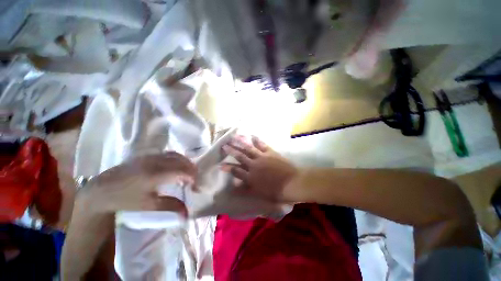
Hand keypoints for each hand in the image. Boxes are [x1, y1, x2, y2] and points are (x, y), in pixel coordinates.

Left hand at [82, 152, 196, 215]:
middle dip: (192, 170)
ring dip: (186, 163)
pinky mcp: (148, 155)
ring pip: (176, 155)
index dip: (192, 177)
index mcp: (154, 175)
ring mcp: (151, 156)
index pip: (182, 171)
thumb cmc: (124, 200)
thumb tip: (187, 214)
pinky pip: (169, 154)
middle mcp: (155, 162)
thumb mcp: (148, 205)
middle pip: (182, 161)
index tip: (195, 187)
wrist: (101, 190)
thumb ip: (170, 206)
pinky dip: (178, 159)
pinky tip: (177, 167)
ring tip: (188, 173)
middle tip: (194, 180)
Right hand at [221, 136, 299, 202]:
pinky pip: (262, 145)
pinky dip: (257, 140)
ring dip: (240, 143)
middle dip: (231, 151)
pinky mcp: (270, 152)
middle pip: (240, 156)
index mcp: (251, 177)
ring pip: (249, 148)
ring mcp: (262, 157)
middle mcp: (254, 165)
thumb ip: (245, 189)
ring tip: (233, 137)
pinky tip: (252, 135)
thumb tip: (234, 186)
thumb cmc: (276, 192)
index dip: (228, 167)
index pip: (236, 171)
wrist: (292, 183)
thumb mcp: (259, 194)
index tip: (220, 164)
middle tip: (223, 145)